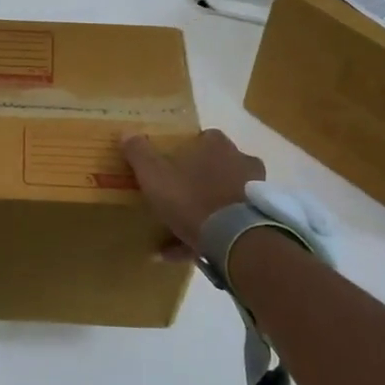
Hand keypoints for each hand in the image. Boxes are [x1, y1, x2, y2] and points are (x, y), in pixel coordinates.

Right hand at [122, 128, 265, 257]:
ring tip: (172, 233)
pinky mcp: (257, 220)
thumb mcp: (154, 175)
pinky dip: (205, 235)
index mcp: (216, 145)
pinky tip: (180, 252)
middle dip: (193, 182)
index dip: (183, 151)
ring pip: (220, 197)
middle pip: (212, 168)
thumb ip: (139, 153)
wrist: (235, 240)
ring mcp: (252, 191)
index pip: (200, 138)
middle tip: (172, 198)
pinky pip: (227, 224)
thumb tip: (127, 132)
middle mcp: (240, 162)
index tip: (168, 165)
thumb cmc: (191, 198)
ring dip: (199, 212)